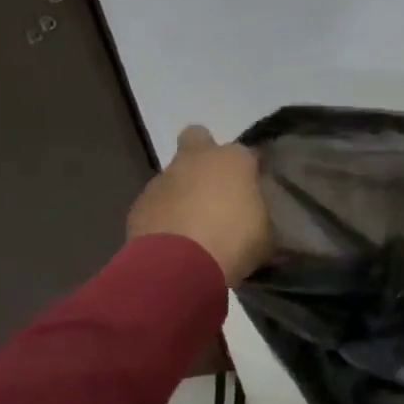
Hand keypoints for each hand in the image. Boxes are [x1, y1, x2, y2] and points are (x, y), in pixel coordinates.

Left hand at [125, 125, 272, 285]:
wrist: (178, 265)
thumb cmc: (233, 241)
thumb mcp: (265, 232)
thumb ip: (258, 214)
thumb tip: (255, 216)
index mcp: (233, 159)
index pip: (247, 152)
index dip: (250, 168)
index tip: (255, 188)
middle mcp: (196, 159)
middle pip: (197, 138)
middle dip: (204, 155)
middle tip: (215, 185)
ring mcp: (163, 179)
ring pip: (174, 174)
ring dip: (183, 191)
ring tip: (194, 224)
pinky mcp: (139, 205)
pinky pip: (156, 203)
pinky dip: (164, 216)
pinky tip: (174, 240)